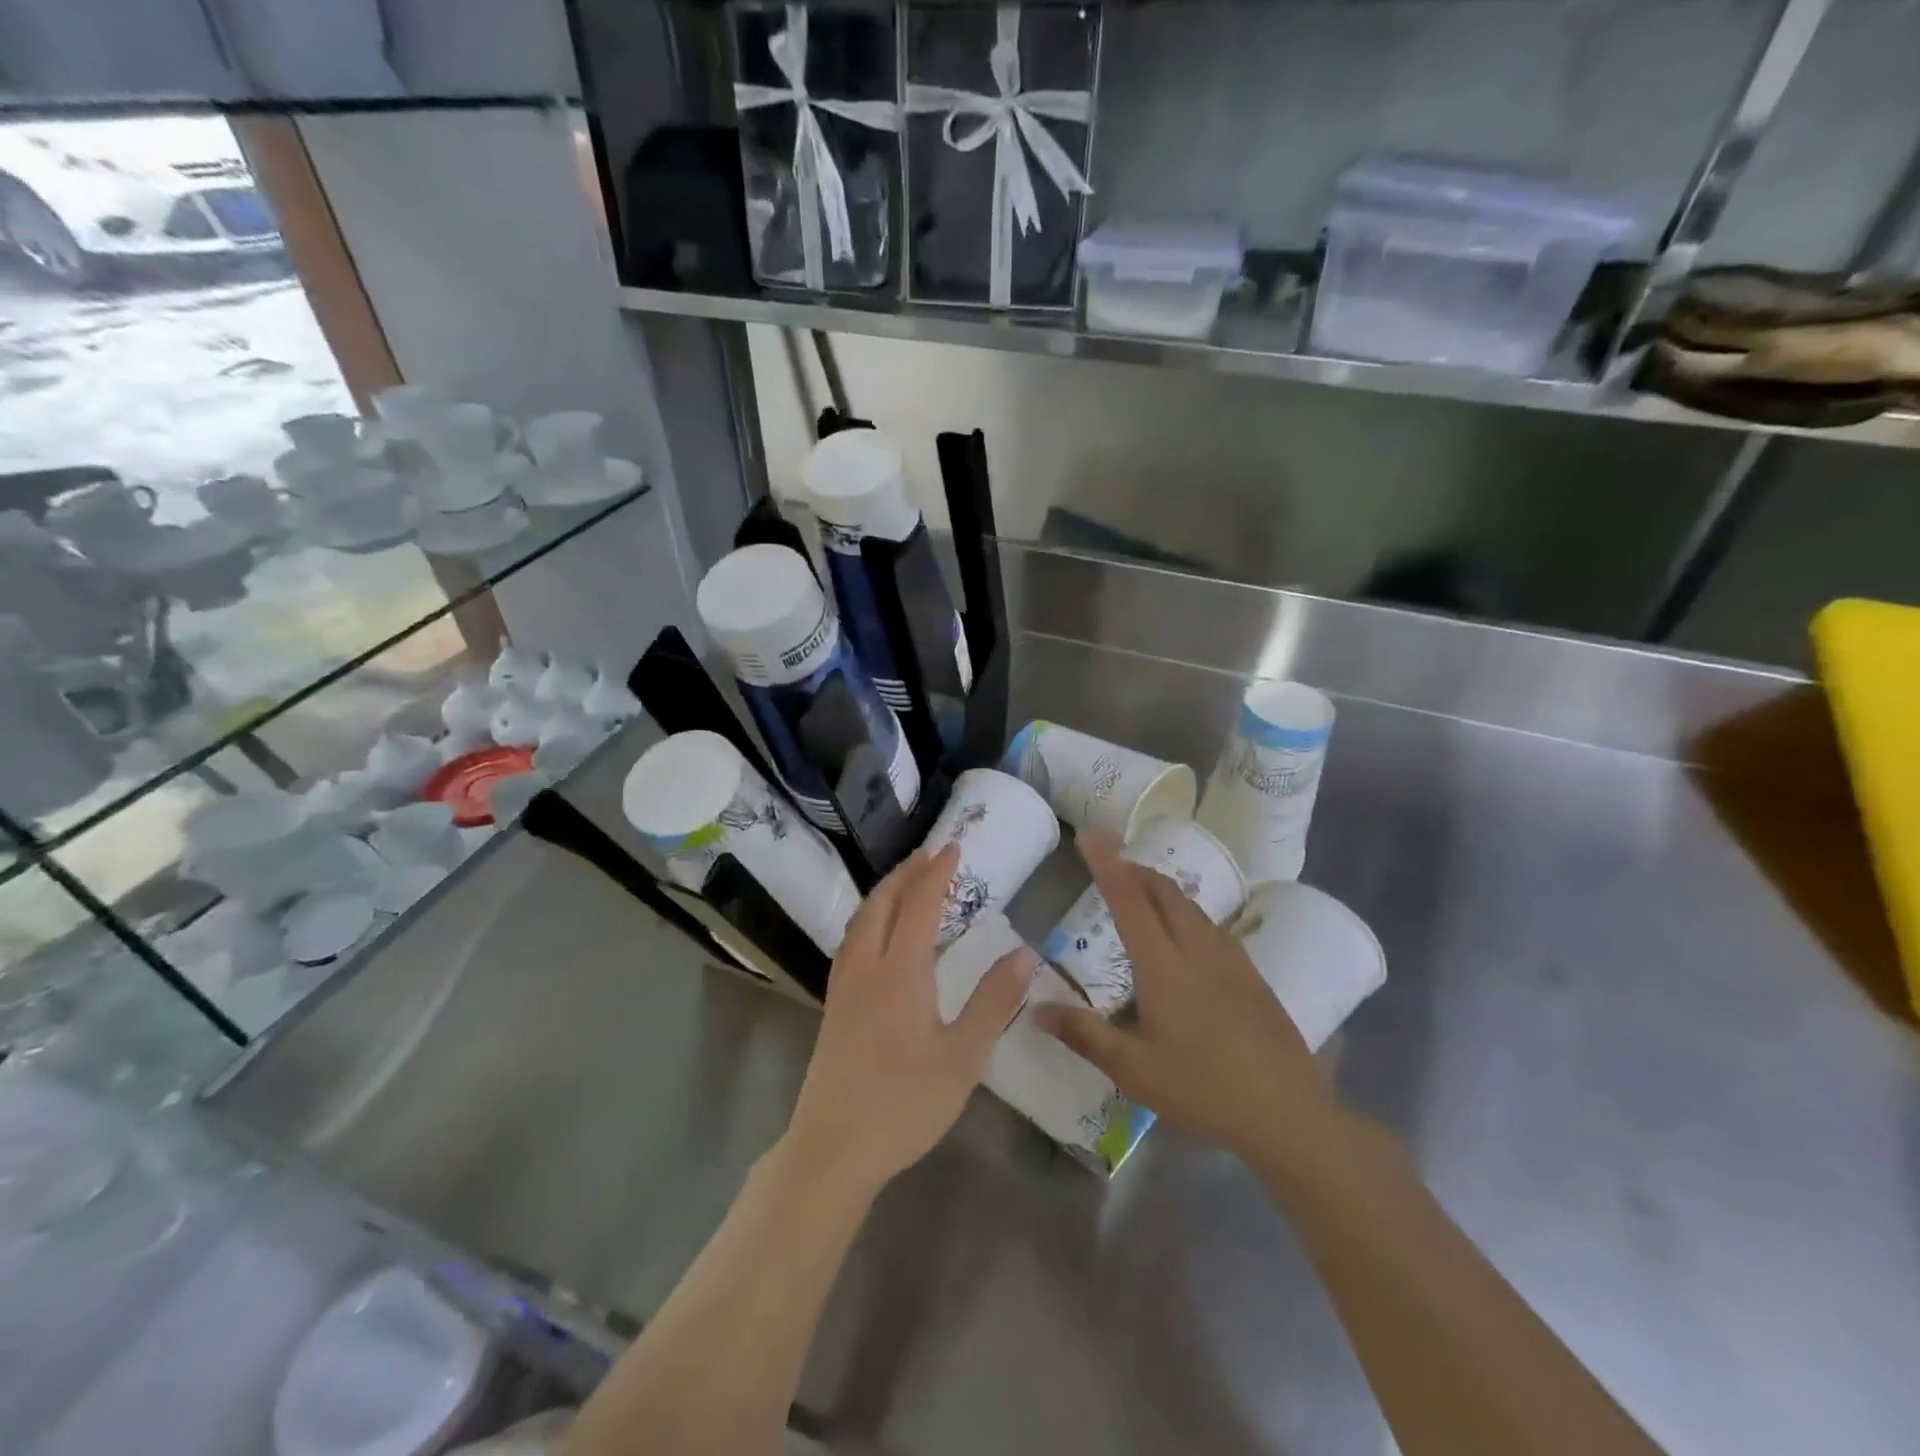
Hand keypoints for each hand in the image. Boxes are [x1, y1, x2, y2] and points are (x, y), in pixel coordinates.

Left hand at [783, 843, 1038, 1195]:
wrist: (832, 1149)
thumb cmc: (904, 1104)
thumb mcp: (963, 1058)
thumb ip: (993, 1002)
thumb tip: (1024, 953)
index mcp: (899, 972)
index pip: (919, 905)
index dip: (937, 873)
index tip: (953, 847)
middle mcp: (866, 966)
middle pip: (882, 903)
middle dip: (907, 873)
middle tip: (930, 854)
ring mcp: (844, 985)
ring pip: (861, 919)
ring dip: (885, 892)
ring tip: (906, 881)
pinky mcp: (834, 1005)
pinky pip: (851, 940)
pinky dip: (869, 917)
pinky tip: (876, 932)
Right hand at [1034, 830, 1341, 1175]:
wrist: (1288, 1114)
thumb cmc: (1202, 1091)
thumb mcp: (1134, 1071)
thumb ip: (1084, 1035)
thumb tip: (1036, 1009)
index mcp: (1164, 966)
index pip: (1129, 901)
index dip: (1107, 864)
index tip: (1090, 835)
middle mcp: (1197, 950)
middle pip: (1164, 892)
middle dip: (1134, 870)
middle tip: (1109, 868)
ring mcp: (1230, 959)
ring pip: (1190, 906)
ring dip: (1160, 890)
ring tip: (1139, 897)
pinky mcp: (1251, 974)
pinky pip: (1210, 925)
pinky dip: (1184, 913)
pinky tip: (1182, 940)